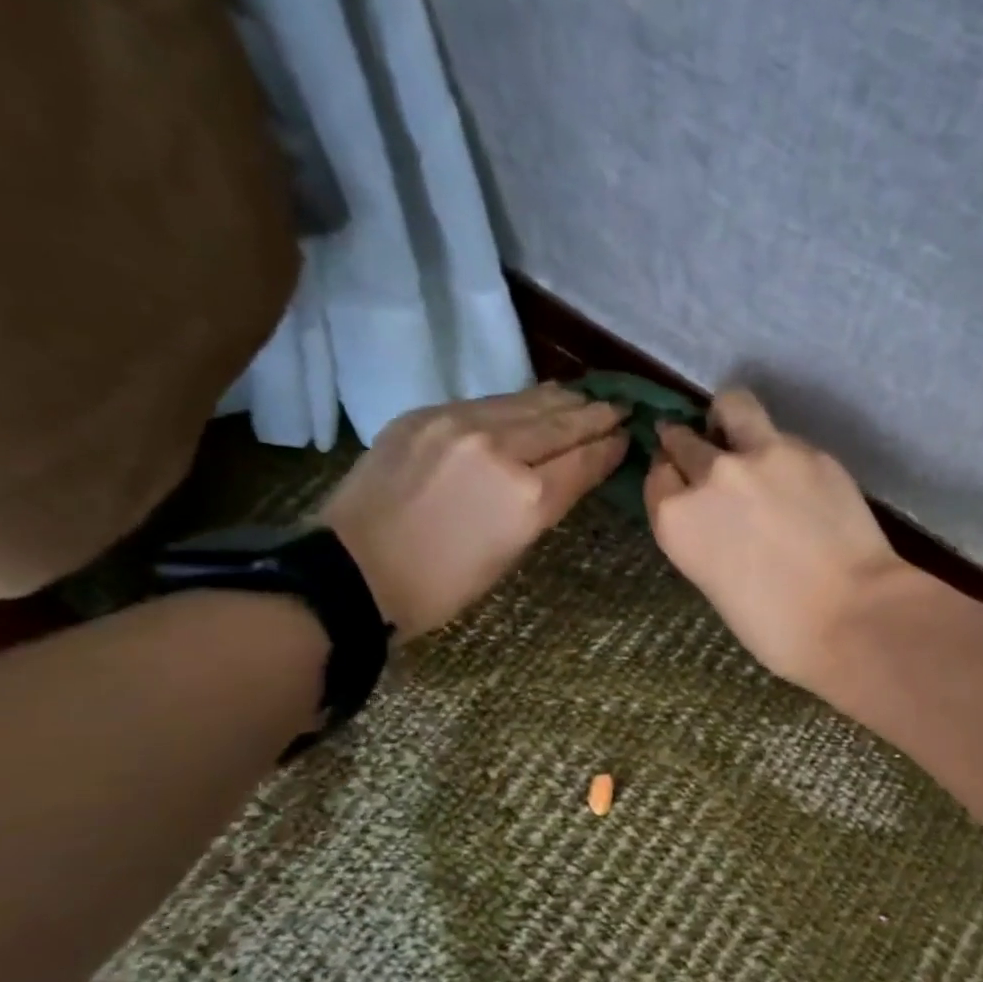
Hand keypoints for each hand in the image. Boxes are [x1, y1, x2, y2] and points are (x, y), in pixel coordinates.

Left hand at [320, 384, 626, 639]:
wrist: (354, 571)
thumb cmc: (442, 584)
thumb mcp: (510, 552)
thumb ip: (543, 503)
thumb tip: (565, 471)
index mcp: (528, 498)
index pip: (584, 460)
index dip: (610, 446)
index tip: (629, 434)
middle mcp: (501, 450)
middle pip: (562, 424)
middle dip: (596, 415)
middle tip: (620, 407)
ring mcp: (460, 425)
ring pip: (526, 403)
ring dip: (562, 401)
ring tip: (585, 397)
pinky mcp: (427, 415)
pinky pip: (487, 403)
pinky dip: (519, 402)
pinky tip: (534, 400)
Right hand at [644, 388, 908, 688]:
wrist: (851, 616)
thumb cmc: (776, 628)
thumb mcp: (716, 584)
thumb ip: (706, 537)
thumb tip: (719, 518)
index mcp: (677, 519)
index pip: (658, 477)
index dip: (670, 479)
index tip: (681, 484)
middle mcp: (711, 475)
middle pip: (684, 440)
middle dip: (689, 447)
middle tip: (708, 459)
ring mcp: (762, 454)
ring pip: (731, 406)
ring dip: (728, 419)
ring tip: (743, 437)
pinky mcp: (809, 450)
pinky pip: (783, 437)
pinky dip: (782, 453)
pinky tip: (800, 481)